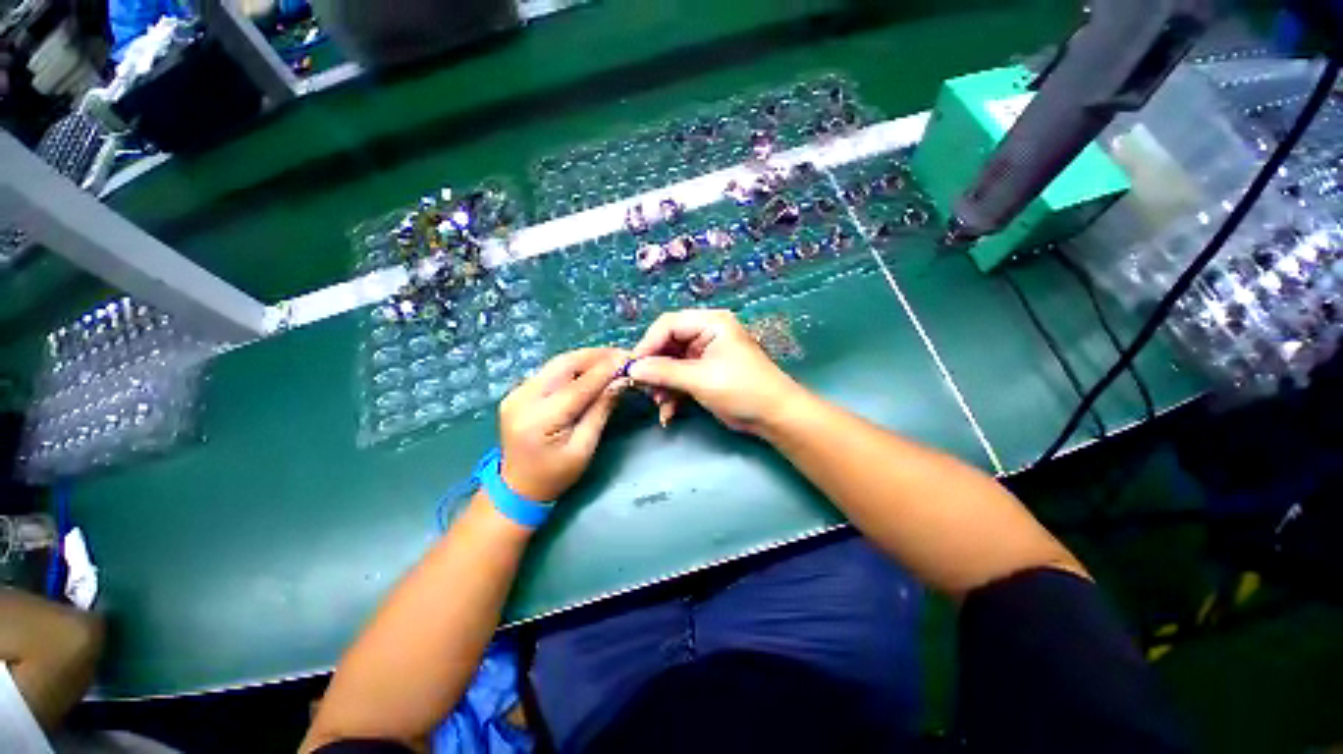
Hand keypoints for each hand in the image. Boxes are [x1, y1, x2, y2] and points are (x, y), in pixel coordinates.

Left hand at [498, 348, 628, 500]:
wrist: (518, 488)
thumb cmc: (555, 475)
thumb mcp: (584, 448)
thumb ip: (601, 410)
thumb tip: (621, 381)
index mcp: (539, 419)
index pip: (579, 385)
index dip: (606, 369)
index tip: (630, 359)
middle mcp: (522, 398)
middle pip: (564, 364)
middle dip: (596, 356)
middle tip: (623, 354)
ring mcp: (516, 392)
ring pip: (557, 363)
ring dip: (586, 358)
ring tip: (612, 359)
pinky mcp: (518, 391)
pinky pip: (551, 371)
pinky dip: (574, 366)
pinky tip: (592, 368)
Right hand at [628, 309, 805, 434]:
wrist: (774, 416)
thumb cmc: (741, 389)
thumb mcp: (700, 379)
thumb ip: (664, 371)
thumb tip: (631, 369)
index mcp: (710, 323)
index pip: (668, 324)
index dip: (648, 344)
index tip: (632, 367)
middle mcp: (706, 334)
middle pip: (668, 344)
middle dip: (654, 368)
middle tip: (642, 388)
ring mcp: (705, 354)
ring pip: (671, 364)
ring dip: (662, 385)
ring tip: (658, 404)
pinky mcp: (705, 373)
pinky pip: (680, 378)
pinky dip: (672, 394)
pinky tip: (668, 413)